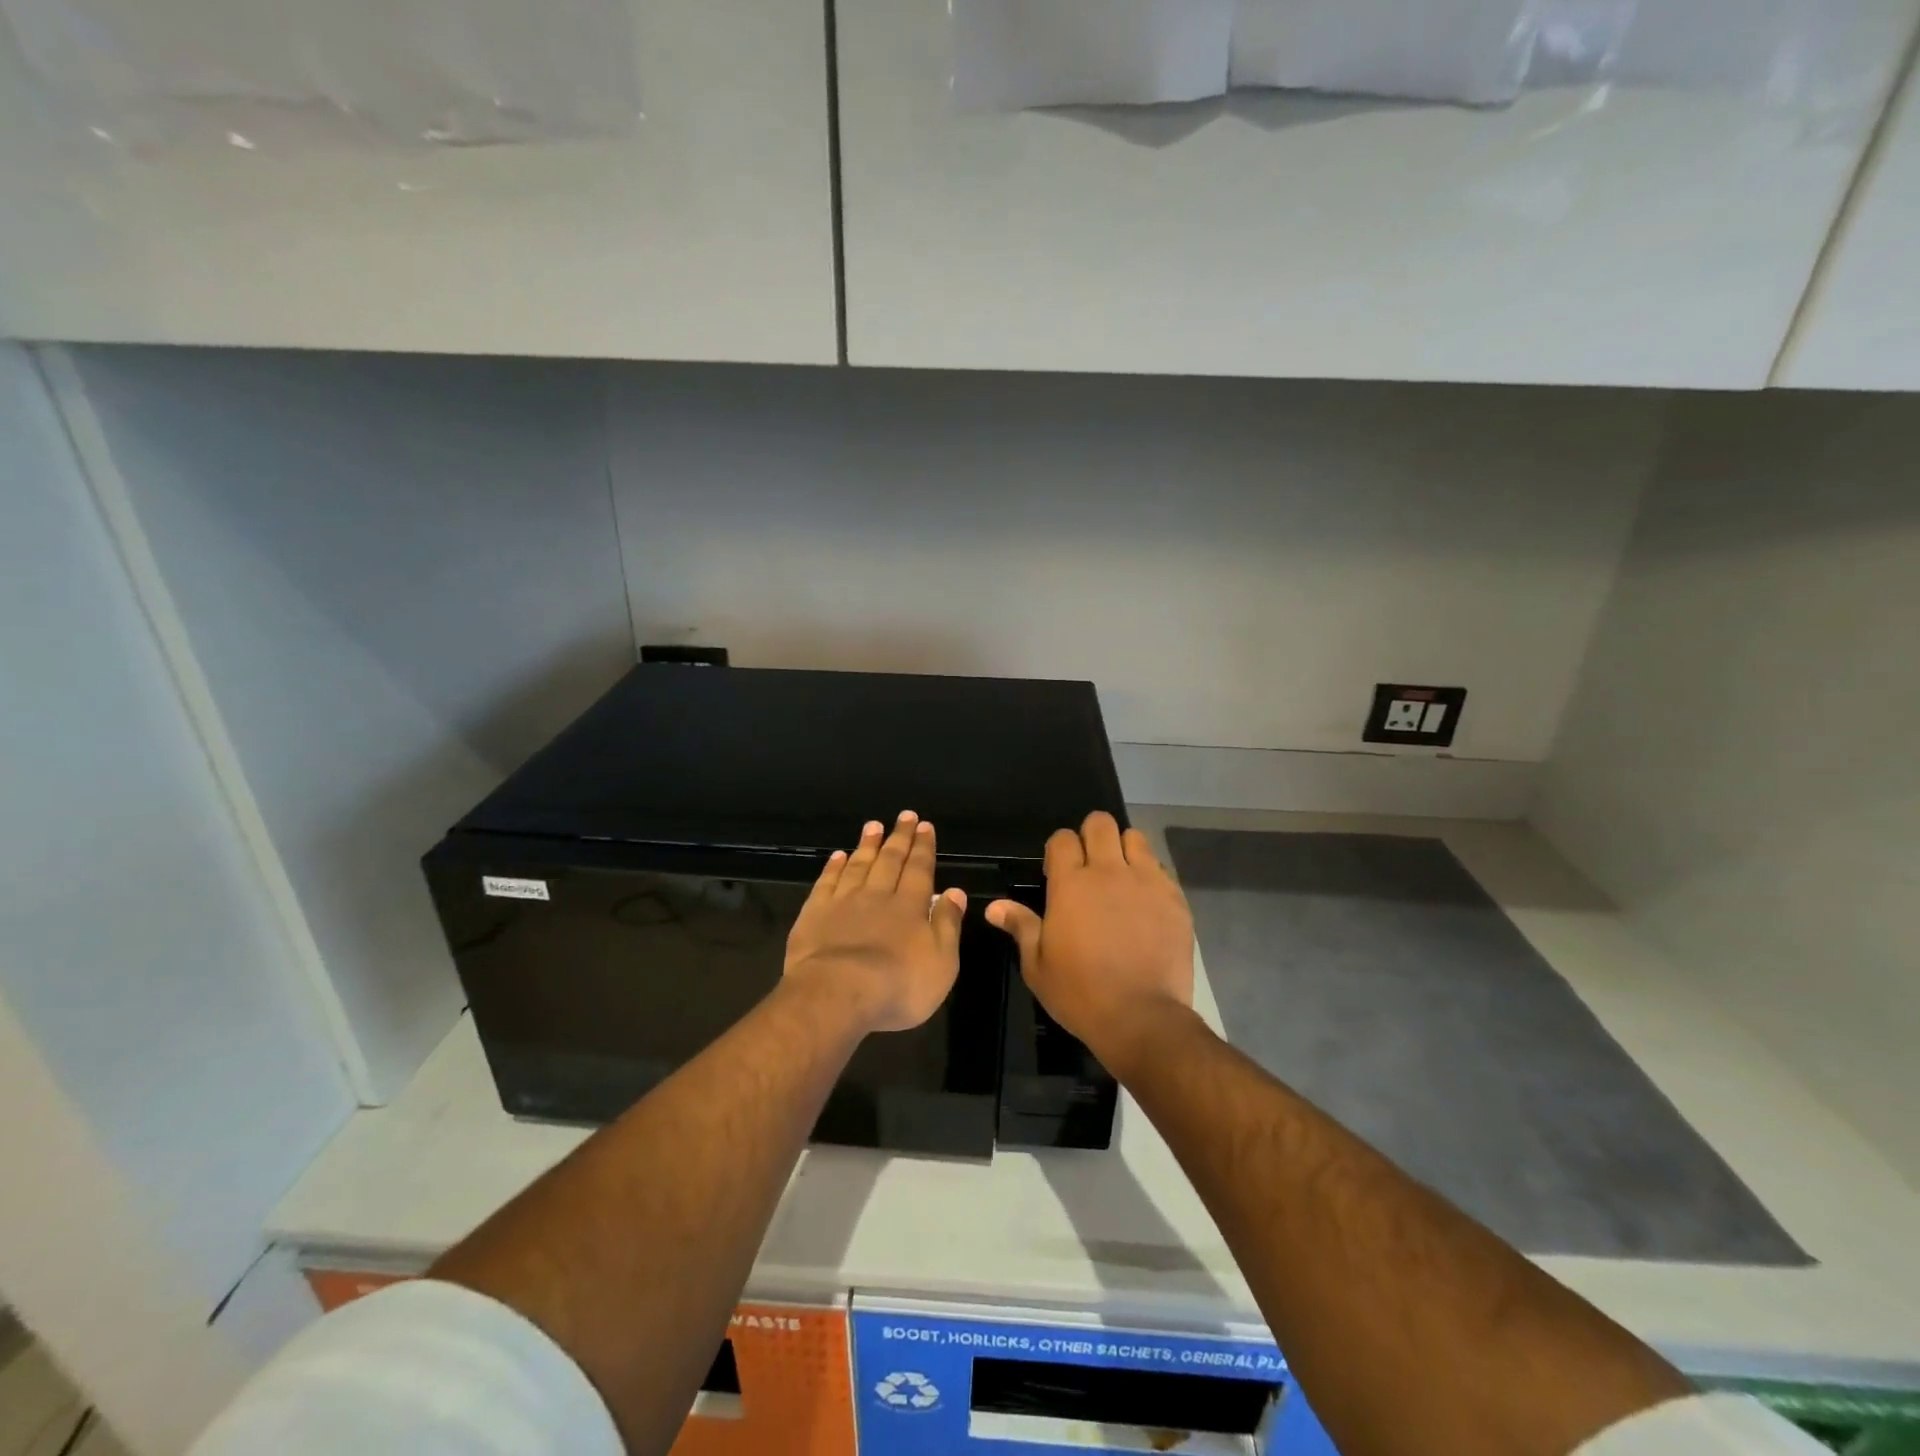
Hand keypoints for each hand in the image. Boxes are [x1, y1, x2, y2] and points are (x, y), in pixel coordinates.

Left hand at [784, 811, 967, 1033]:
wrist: (837, 994)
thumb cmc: (898, 985)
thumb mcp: (942, 962)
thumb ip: (948, 924)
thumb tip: (956, 892)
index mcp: (909, 906)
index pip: (919, 869)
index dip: (923, 847)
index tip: (925, 826)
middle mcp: (878, 895)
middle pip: (890, 860)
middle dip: (899, 837)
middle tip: (905, 816)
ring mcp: (843, 902)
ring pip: (859, 865)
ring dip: (868, 844)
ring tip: (874, 825)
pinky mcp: (815, 914)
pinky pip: (827, 882)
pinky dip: (834, 867)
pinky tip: (838, 855)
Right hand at [987, 812, 1194, 1071]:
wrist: (1141, 1018)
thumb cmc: (1080, 993)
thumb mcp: (1037, 964)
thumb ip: (1020, 926)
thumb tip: (993, 907)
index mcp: (1070, 883)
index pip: (1063, 838)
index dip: (1058, 850)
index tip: (1057, 873)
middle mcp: (1108, 871)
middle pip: (1101, 823)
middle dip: (1091, 836)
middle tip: (1090, 866)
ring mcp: (1146, 882)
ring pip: (1135, 838)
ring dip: (1123, 850)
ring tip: (1120, 878)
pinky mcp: (1174, 898)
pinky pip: (1161, 869)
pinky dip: (1150, 876)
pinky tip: (1145, 904)